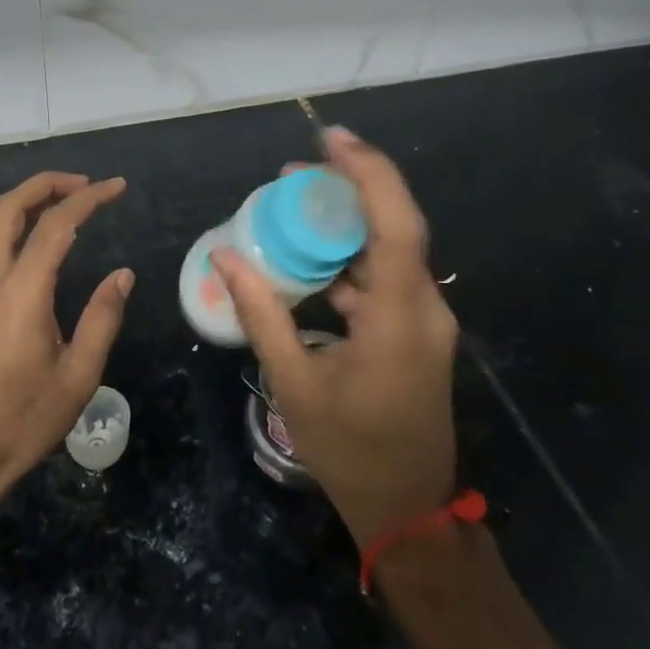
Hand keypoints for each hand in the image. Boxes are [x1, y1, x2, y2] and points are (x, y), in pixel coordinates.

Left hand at [0, 171, 132, 513]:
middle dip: (47, 185)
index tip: (116, 187)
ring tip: (49, 203)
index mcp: (21, 293)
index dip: (89, 198)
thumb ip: (102, 318)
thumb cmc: (23, 423)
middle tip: (84, 185)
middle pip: (9, 208)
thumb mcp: (78, 377)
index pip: (56, 225)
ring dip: (15, 201)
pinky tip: (16, 243)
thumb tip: (122, 274)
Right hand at [214, 128, 457, 547]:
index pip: (395, 224)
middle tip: (292, 172)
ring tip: (292, 206)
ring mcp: (424, 321)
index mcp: (400, 318)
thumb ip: (260, 313)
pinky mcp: (416, 333)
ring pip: (389, 251)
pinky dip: (348, 261)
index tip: (329, 138)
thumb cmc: (349, 450)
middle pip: (393, 226)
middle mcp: (423, 308)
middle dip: (348, 188)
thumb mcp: (294, 382)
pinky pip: (384, 280)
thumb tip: (225, 255)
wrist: (407, 510)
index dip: (368, 173)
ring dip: (346, 225)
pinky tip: (309, 260)